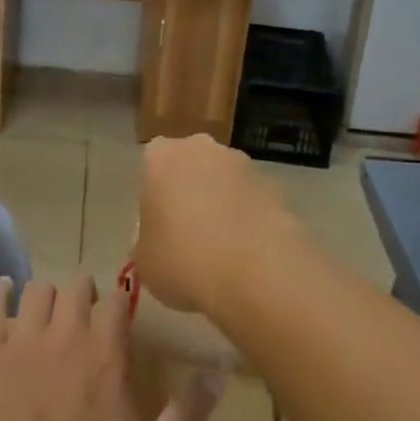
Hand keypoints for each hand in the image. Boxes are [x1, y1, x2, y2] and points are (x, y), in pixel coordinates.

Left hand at [0, 274, 222, 420]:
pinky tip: (3, 291)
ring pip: (36, 291)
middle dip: (84, 294)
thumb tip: (220, 372)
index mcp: (106, 356)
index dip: (120, 303)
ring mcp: (20, 343)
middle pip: (75, 287)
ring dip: (47, 296)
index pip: (117, 302)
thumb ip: (187, 417)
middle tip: (86, 316)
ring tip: (50, 314)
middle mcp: (65, 336)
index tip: (121, 314)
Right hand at [136, 135, 298, 314]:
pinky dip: (249, 218)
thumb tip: (155, 242)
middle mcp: (202, 148)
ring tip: (222, 249)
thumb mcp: (145, 261)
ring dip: (222, 203)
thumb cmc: (184, 260)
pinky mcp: (275, 186)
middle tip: (189, 234)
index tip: (159, 224)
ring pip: (224, 181)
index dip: (155, 194)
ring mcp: (243, 164)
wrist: (256, 272)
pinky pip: (252, 200)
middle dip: (190, 191)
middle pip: (191, 165)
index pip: (152, 163)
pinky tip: (248, 253)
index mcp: (162, 157)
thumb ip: (145, 242)